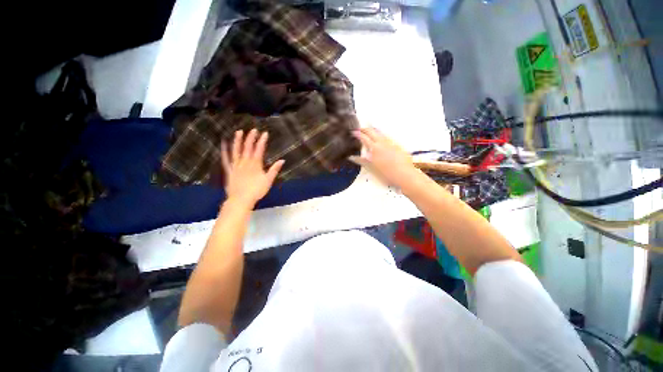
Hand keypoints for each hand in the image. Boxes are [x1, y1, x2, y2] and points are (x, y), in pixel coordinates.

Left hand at [221, 129, 284, 207]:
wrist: (241, 199)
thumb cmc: (256, 191)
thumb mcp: (268, 181)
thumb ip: (274, 169)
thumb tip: (282, 160)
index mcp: (255, 164)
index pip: (259, 150)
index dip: (262, 141)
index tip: (265, 133)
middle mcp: (245, 162)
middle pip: (248, 148)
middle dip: (251, 138)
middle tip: (253, 129)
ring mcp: (236, 165)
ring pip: (236, 151)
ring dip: (238, 141)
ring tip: (239, 132)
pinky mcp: (229, 170)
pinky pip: (226, 159)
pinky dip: (224, 151)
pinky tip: (223, 144)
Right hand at [349, 127, 417, 187]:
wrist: (404, 175)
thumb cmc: (387, 174)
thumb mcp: (371, 169)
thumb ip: (361, 161)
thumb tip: (352, 157)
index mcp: (374, 148)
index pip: (364, 138)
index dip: (358, 134)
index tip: (354, 132)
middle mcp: (383, 143)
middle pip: (372, 132)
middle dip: (365, 129)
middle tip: (360, 129)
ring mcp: (391, 143)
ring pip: (381, 133)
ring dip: (374, 131)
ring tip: (370, 130)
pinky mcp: (398, 146)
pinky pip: (388, 137)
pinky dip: (382, 135)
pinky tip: (382, 139)